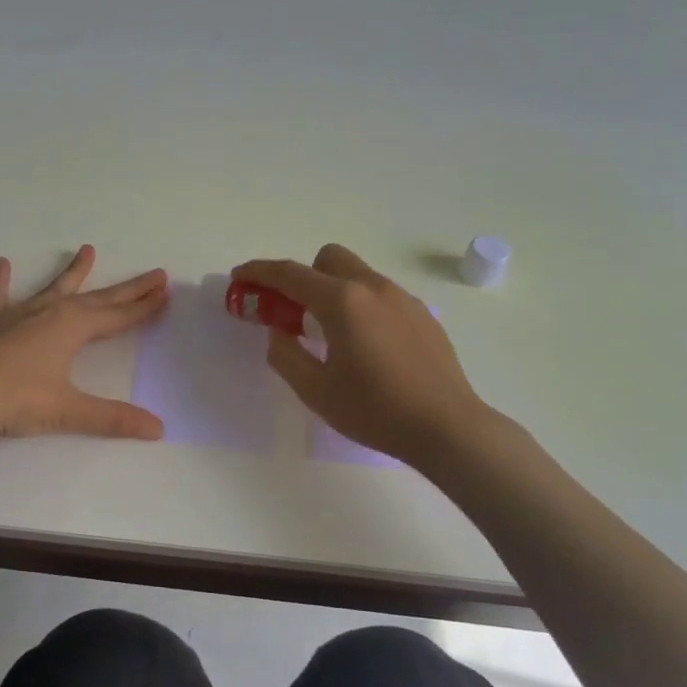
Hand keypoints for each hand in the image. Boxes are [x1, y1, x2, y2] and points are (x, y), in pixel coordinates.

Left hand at [0, 245, 169, 441]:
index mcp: (71, 328)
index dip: (143, 307)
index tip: (165, 292)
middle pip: (97, 298)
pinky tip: (0, 264)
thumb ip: (112, 418)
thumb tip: (158, 429)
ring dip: (73, 272)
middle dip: (127, 288)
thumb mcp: (67, 410)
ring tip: (87, 250)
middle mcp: (49, 313)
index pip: (118, 316)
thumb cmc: (13, 399)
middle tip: (154, 273)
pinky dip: (1, 281)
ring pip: (53, 288)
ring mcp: (17, 314)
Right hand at [232, 243, 493, 468]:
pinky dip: (359, 304)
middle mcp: (373, 288)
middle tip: (291, 310)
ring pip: (357, 274)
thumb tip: (279, 333)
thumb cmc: (376, 410)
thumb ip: (286, 355)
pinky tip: (365, 345)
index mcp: (343, 302)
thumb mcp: (316, 390)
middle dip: (303, 274)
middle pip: (328, 258)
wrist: (447, 427)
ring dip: (332, 289)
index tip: (239, 275)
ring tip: (329, 333)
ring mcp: (402, 298)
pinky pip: (379, 295)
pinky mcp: (421, 314)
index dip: (259, 272)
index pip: (290, 274)